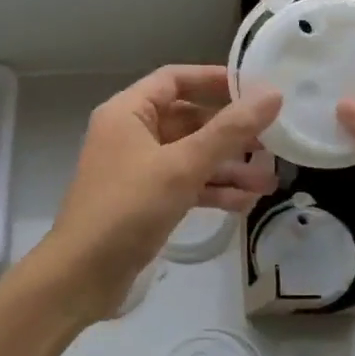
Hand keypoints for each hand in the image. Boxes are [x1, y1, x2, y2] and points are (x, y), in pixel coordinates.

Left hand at [39, 66, 280, 318]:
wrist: (82, 275)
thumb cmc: (128, 209)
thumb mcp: (183, 166)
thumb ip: (229, 131)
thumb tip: (272, 94)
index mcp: (128, 112)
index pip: (175, 79)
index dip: (215, 80)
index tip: (256, 90)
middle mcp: (130, 134)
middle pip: (188, 120)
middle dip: (231, 133)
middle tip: (272, 142)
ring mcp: (137, 170)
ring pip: (190, 156)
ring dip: (228, 167)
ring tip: (268, 182)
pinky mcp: (144, 202)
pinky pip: (185, 185)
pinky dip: (212, 191)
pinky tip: (245, 203)